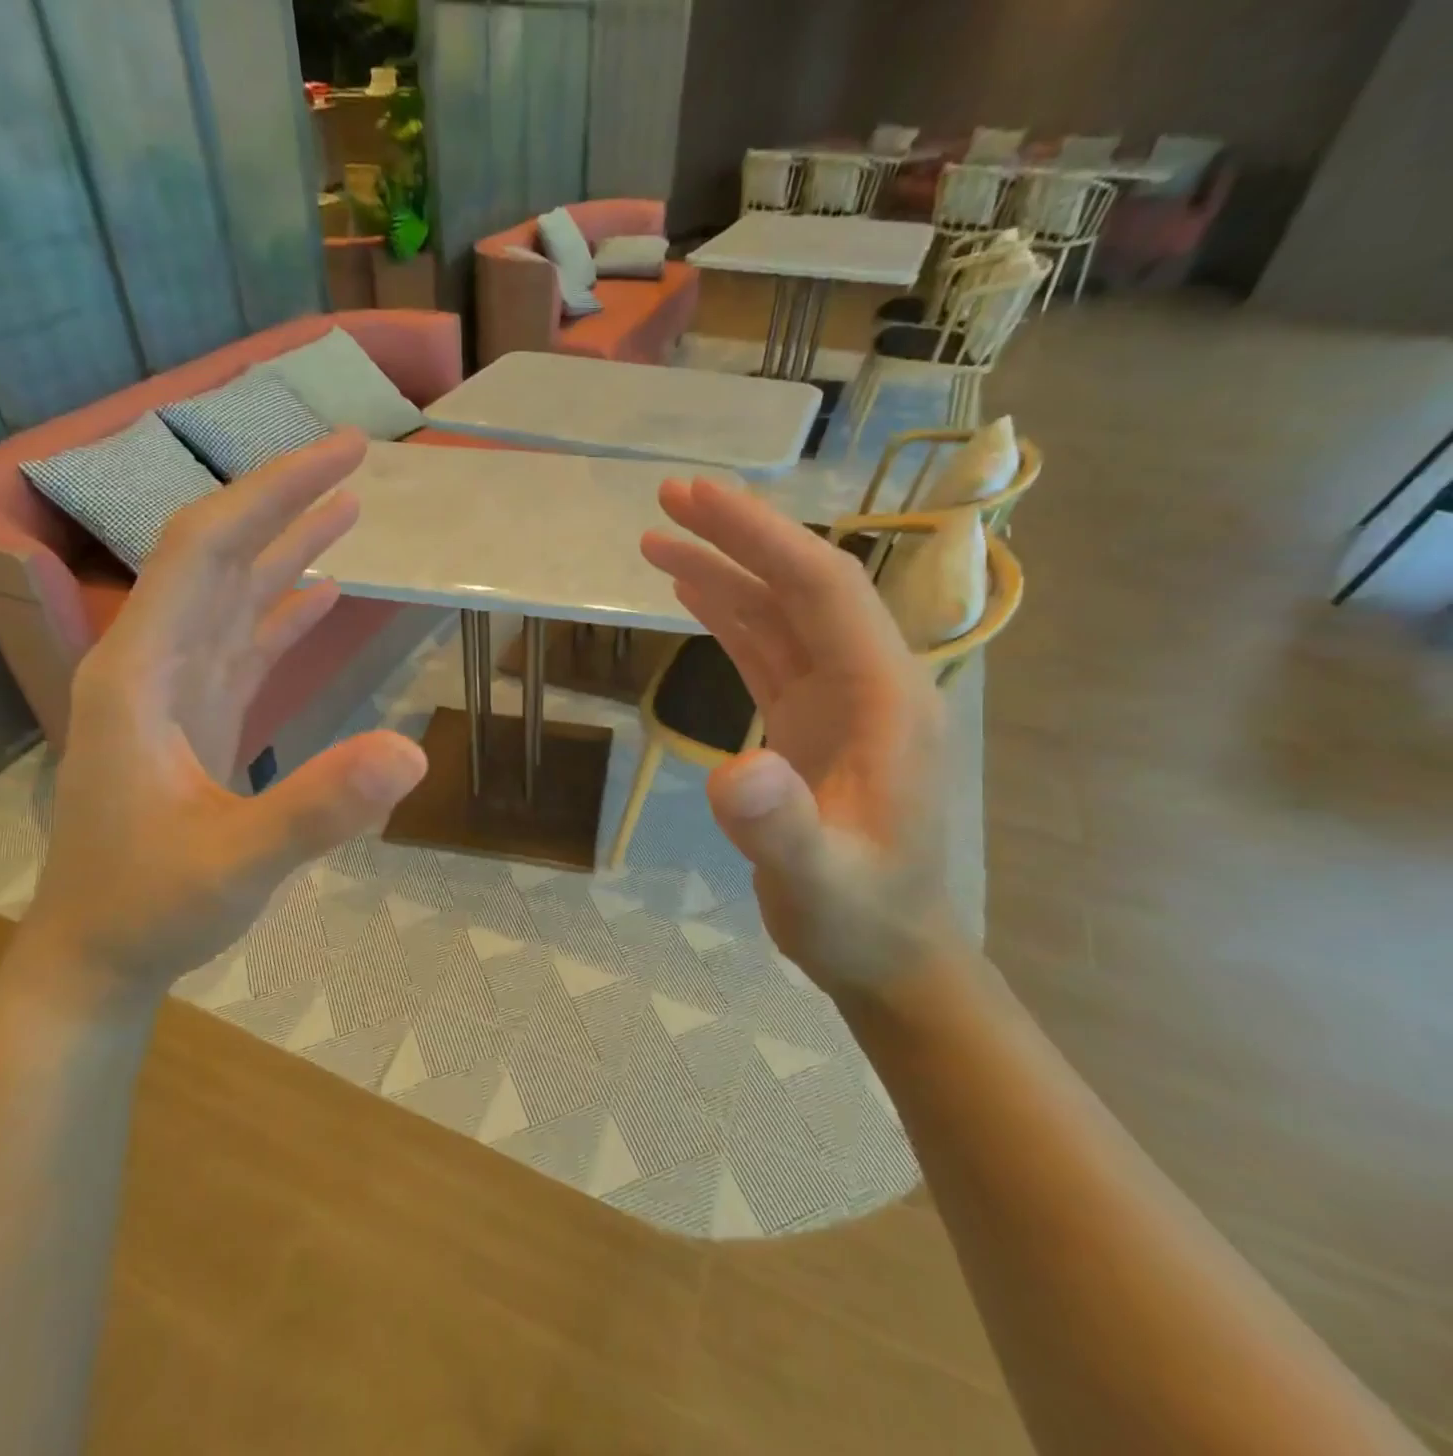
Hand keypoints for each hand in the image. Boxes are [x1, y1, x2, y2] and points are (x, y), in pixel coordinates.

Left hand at [17, 430, 427, 1009]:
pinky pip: (242, 644)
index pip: (206, 551)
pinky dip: (282, 611)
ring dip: (286, 547)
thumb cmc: (150, 908)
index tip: (340, 455)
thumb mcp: (236, 863)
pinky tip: (320, 591)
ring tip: (346, 505)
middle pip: (218, 556)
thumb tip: (412, 753)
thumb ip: (316, 808)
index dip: (271, 493)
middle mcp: (152, 663)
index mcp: (141, 672)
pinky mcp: (195, 718)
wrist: (97, 955)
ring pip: (231, 595)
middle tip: (355, 456)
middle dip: (284, 500)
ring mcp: (173, 691)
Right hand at [641, 478, 955, 994]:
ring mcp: (836, 702)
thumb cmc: (861, 918)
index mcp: (885, 698)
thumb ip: (782, 828)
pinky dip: (727, 616)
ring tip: (657, 540)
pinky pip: (765, 652)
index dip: (760, 536)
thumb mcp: (820, 882)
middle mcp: (866, 683)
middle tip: (666, 500)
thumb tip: (733, 771)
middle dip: (737, 536)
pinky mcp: (807, 722)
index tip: (696, 500)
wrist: (887, 952)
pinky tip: (692, 594)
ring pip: (777, 615)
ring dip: (722, 572)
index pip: (822, 590)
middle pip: (800, 586)